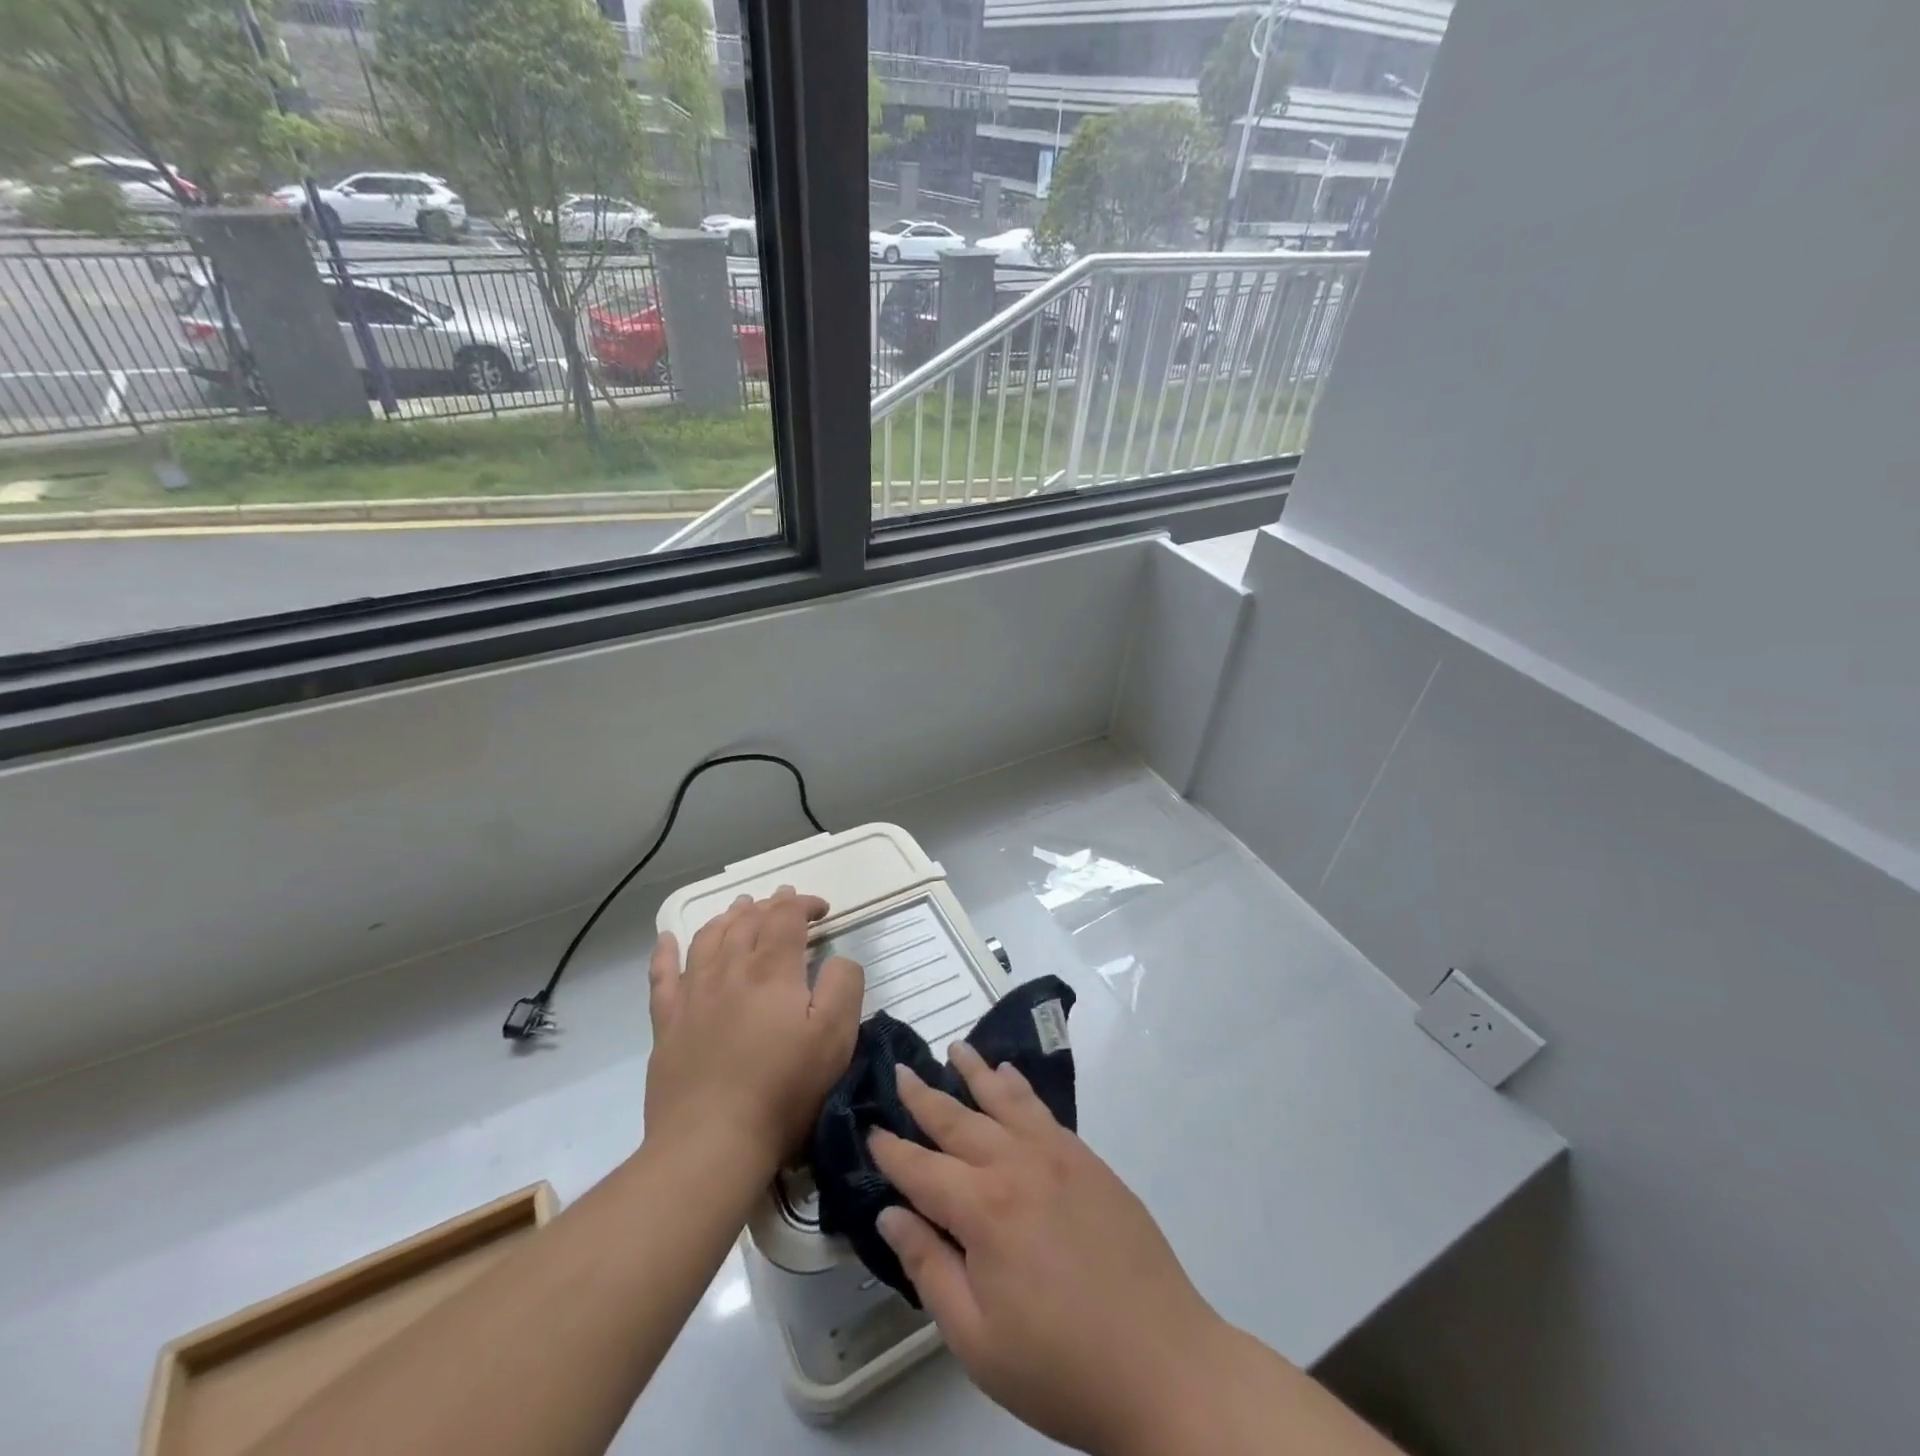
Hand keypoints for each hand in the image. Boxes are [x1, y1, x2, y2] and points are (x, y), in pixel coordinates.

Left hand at [644, 888, 863, 1170]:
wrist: (711, 1143)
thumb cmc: (783, 1089)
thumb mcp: (836, 1037)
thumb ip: (844, 984)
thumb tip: (838, 959)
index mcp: (773, 970)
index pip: (786, 917)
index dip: (803, 904)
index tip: (821, 909)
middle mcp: (730, 969)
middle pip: (747, 921)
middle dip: (769, 905)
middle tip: (783, 901)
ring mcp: (693, 994)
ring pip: (708, 938)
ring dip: (728, 917)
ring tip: (740, 908)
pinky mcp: (667, 1023)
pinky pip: (662, 975)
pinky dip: (666, 951)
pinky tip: (668, 939)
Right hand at [869, 1044, 1225, 1455]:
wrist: (1164, 1364)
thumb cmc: (1061, 1365)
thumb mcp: (977, 1339)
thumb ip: (929, 1268)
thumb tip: (890, 1214)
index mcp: (983, 1209)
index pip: (922, 1169)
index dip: (892, 1151)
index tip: (870, 1129)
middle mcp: (1016, 1165)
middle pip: (958, 1121)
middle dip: (924, 1096)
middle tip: (900, 1069)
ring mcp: (1057, 1155)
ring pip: (1003, 1099)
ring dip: (975, 1072)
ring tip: (955, 1048)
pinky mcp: (1088, 1159)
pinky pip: (1042, 1109)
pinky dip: (1020, 1087)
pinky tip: (1010, 1074)